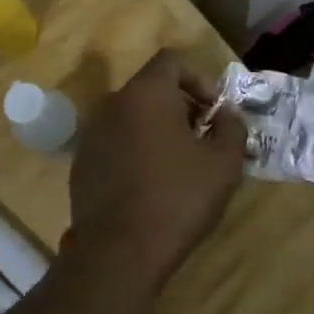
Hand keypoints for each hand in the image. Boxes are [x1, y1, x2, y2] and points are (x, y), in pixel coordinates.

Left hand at [68, 49, 246, 286]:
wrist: (119, 252)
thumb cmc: (178, 199)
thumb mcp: (223, 163)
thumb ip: (232, 127)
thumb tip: (227, 114)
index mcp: (146, 94)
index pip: (171, 61)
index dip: (199, 79)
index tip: (214, 111)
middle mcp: (112, 104)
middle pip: (151, 88)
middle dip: (181, 106)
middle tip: (203, 139)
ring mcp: (92, 134)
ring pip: (132, 116)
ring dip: (158, 129)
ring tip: (179, 165)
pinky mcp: (82, 163)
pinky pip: (115, 142)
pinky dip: (135, 150)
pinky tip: (150, 185)